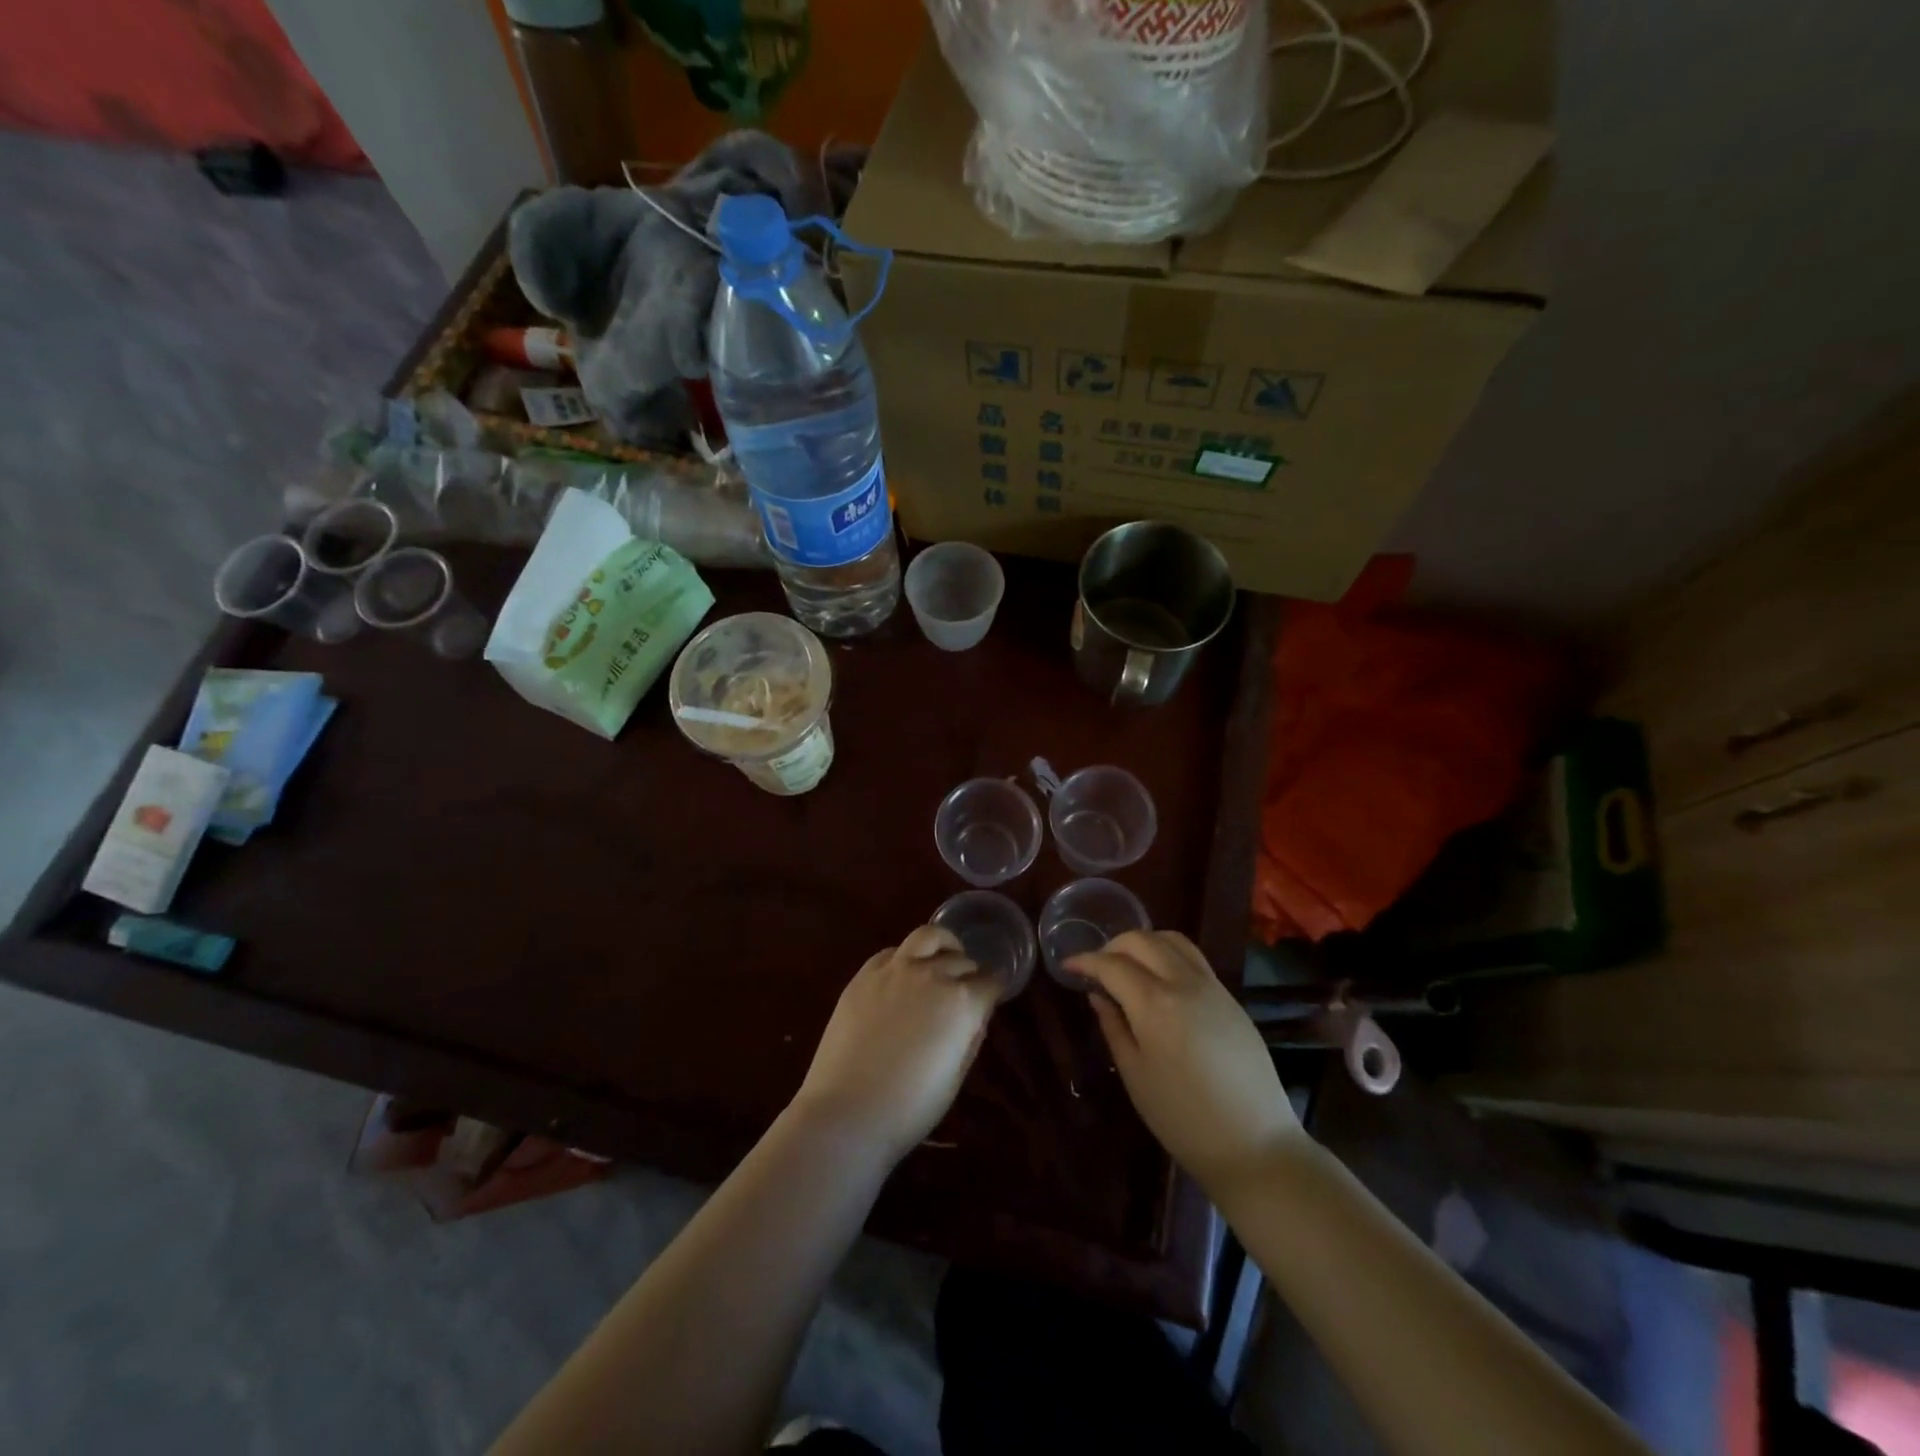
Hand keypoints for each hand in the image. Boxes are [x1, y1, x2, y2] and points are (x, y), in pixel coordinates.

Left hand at [790, 926, 998, 1163]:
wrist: (847, 1112)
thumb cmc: (910, 1108)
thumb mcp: (955, 1078)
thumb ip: (970, 1038)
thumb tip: (975, 1017)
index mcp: (962, 1002)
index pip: (991, 981)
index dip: (994, 990)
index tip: (992, 997)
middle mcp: (932, 975)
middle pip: (962, 961)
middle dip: (969, 973)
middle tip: (966, 988)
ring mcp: (896, 969)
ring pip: (929, 936)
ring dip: (943, 945)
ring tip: (942, 958)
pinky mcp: (865, 974)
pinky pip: (892, 951)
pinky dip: (906, 957)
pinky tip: (903, 973)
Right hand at [1068, 931, 1303, 1197]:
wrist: (1255, 1145)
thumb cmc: (1183, 1118)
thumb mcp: (1135, 1075)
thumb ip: (1113, 1027)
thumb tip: (1098, 995)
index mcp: (1154, 1003)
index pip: (1111, 964)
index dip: (1085, 961)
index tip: (1068, 966)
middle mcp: (1184, 983)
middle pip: (1142, 940)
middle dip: (1113, 946)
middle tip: (1097, 967)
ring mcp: (1212, 986)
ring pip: (1172, 940)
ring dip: (1144, 943)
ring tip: (1129, 965)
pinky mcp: (1230, 998)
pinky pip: (1194, 958)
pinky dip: (1169, 954)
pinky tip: (1160, 979)